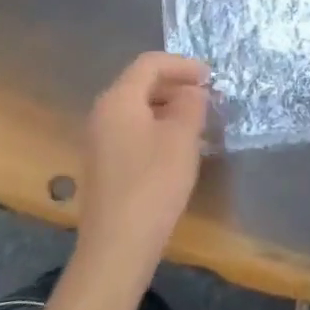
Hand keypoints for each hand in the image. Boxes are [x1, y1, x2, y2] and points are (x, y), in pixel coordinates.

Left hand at [76, 53, 210, 277]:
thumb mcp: (182, 137)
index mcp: (118, 99)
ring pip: (137, 108)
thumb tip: (192, 92)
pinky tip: (177, 147)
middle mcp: (103, 112)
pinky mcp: (103, 164)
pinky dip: (157, 127)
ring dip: (168, 107)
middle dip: (176, 85)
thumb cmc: (153, 183)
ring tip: (198, 122)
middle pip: (141, 83)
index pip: (150, 63)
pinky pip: (132, 130)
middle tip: (207, 98)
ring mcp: (99, 140)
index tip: (211, 77)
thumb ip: (191, 104)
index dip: (182, 64)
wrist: (117, 246)